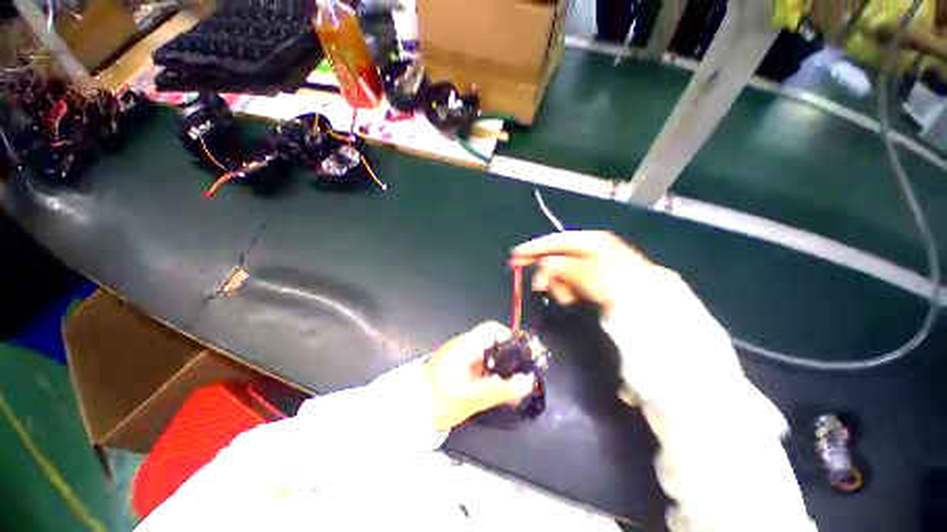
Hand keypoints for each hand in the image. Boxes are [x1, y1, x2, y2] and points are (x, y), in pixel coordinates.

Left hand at [424, 321, 536, 431]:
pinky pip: (483, 365)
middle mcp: (464, 346)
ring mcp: (461, 357)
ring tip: (519, 380)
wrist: (410, 413)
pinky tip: (501, 387)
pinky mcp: (460, 368)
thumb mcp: (469, 397)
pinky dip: (495, 373)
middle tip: (527, 368)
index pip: (492, 329)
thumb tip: (528, 382)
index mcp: (465, 345)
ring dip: (505, 364)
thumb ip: (499, 389)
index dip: (510, 337)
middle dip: (511, 352)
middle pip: (493, 341)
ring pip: (489, 353)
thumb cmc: (437, 401)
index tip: (525, 353)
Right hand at [510, 231, 674, 313]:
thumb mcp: (589, 273)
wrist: (649, 306)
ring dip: (559, 285)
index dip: (534, 248)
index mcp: (590, 240)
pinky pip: (569, 282)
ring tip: (568, 297)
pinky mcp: (592, 279)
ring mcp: (591, 264)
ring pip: (561, 272)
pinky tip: (574, 298)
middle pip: (556, 257)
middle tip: (540, 287)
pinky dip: (567, 291)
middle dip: (548, 273)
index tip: (516, 256)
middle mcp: (589, 249)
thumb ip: (562, 266)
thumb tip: (543, 265)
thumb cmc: (619, 284)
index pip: (555, 241)